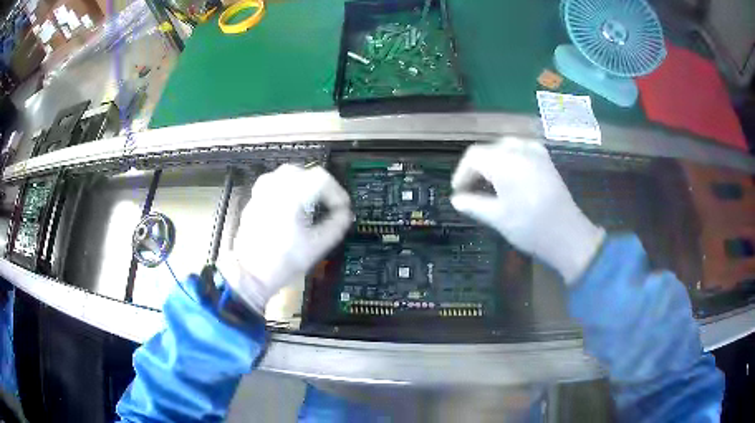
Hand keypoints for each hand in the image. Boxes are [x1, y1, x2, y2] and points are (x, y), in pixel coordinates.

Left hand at [219, 164, 352, 313]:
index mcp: (291, 196)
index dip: (336, 191)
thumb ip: (336, 226)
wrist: (251, 274)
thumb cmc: (283, 262)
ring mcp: (261, 194)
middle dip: (320, 185)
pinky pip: (272, 184)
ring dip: (303, 183)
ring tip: (311, 201)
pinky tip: (291, 206)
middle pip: (303, 171)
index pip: (321, 178)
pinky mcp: (254, 202)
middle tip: (328, 202)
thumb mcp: (317, 246)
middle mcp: (275, 188)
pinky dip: (286, 189)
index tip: (342, 207)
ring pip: (286, 174)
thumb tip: (345, 214)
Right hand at [451, 138, 604, 282]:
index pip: (473, 156)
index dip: (461, 173)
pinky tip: (510, 176)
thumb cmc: (530, 227)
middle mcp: (519, 149)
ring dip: (492, 163)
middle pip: (488, 149)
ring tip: (489, 184)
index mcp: (504, 161)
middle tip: (471, 190)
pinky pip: (521, 149)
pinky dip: (510, 159)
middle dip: (476, 168)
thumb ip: (473, 204)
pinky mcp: (546, 160)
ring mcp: (536, 152)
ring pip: (504, 147)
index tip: (458, 192)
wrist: (567, 234)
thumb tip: (456, 199)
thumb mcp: (497, 217)